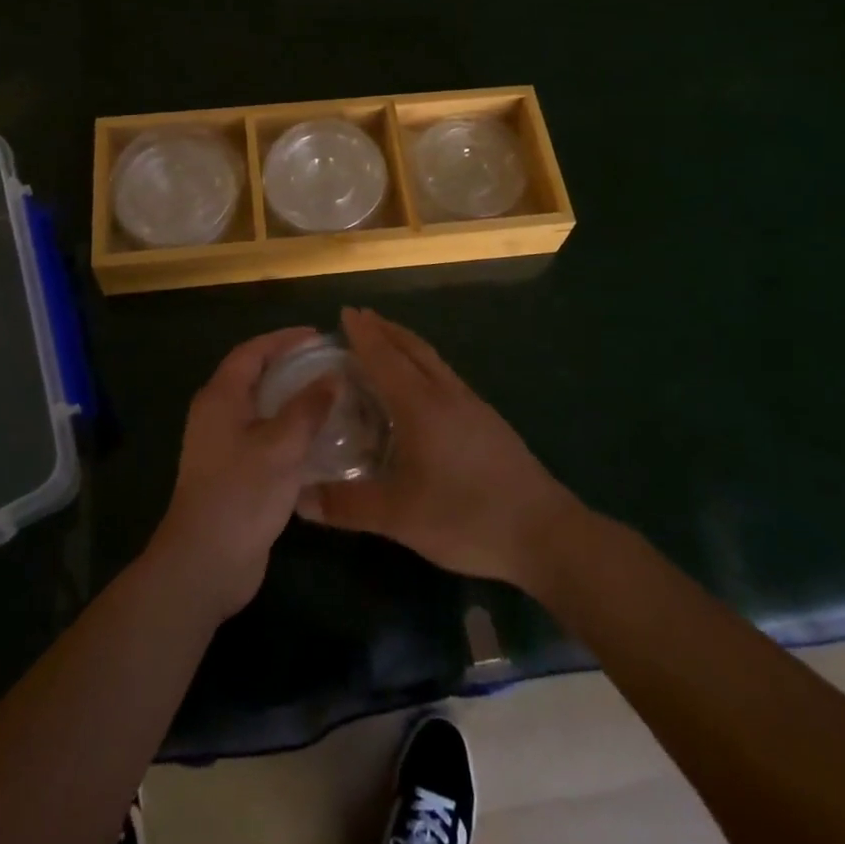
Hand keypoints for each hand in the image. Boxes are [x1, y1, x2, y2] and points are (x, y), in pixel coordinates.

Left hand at [149, 327, 335, 622]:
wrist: (205, 563)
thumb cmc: (241, 494)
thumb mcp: (281, 446)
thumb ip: (308, 408)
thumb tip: (333, 378)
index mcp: (221, 398)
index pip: (252, 352)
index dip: (284, 339)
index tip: (318, 335)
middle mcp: (217, 414)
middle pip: (255, 376)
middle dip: (290, 366)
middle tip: (328, 363)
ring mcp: (223, 445)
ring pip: (261, 409)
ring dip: (291, 399)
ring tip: (329, 397)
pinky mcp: (233, 472)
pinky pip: (264, 436)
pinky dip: (288, 430)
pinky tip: (318, 440)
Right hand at [297, 308, 577, 588]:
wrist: (544, 532)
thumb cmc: (466, 516)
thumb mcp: (400, 517)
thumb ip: (348, 505)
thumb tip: (300, 498)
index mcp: (421, 406)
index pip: (385, 358)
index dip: (364, 335)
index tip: (346, 311)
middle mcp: (447, 395)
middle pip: (413, 348)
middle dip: (386, 330)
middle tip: (361, 318)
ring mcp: (472, 406)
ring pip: (433, 361)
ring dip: (407, 345)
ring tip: (387, 344)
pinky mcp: (488, 422)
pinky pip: (446, 377)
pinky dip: (424, 366)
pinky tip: (422, 390)